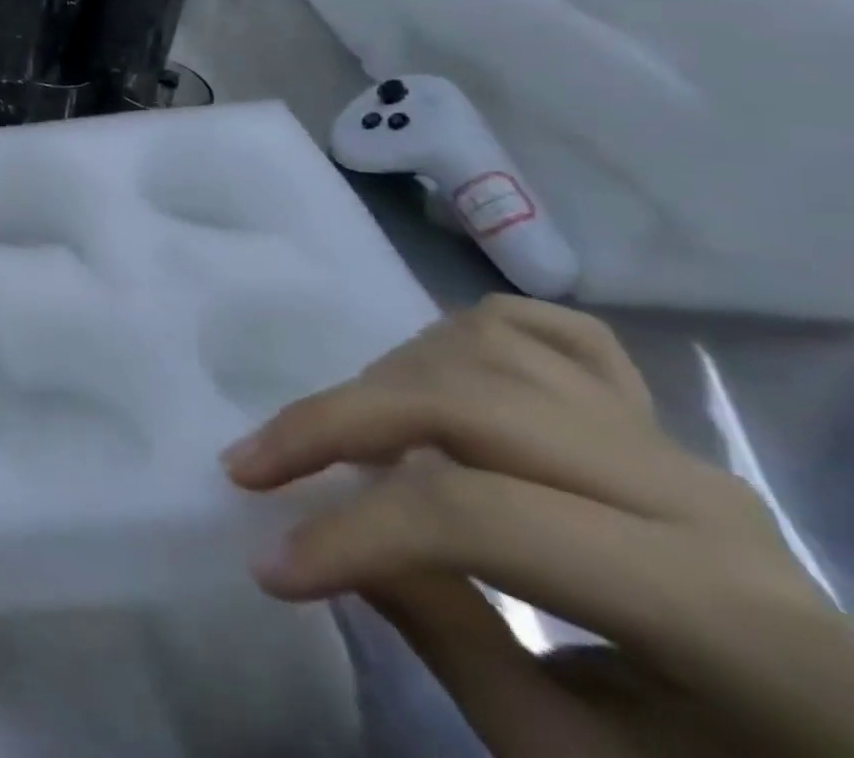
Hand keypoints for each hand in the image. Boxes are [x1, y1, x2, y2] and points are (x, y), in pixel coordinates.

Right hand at [224, 295, 853, 757]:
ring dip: (386, 380)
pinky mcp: (655, 415)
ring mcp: (673, 438)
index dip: (355, 532)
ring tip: (341, 435)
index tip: (268, 564)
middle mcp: (693, 491)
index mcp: (718, 610)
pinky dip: (464, 333)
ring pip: (486, 347)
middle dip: (336, 424)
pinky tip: (430, 372)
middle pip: (465, 402)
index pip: (480, 519)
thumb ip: (447, 640)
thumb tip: (329, 533)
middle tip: (254, 463)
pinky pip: (546, 331)